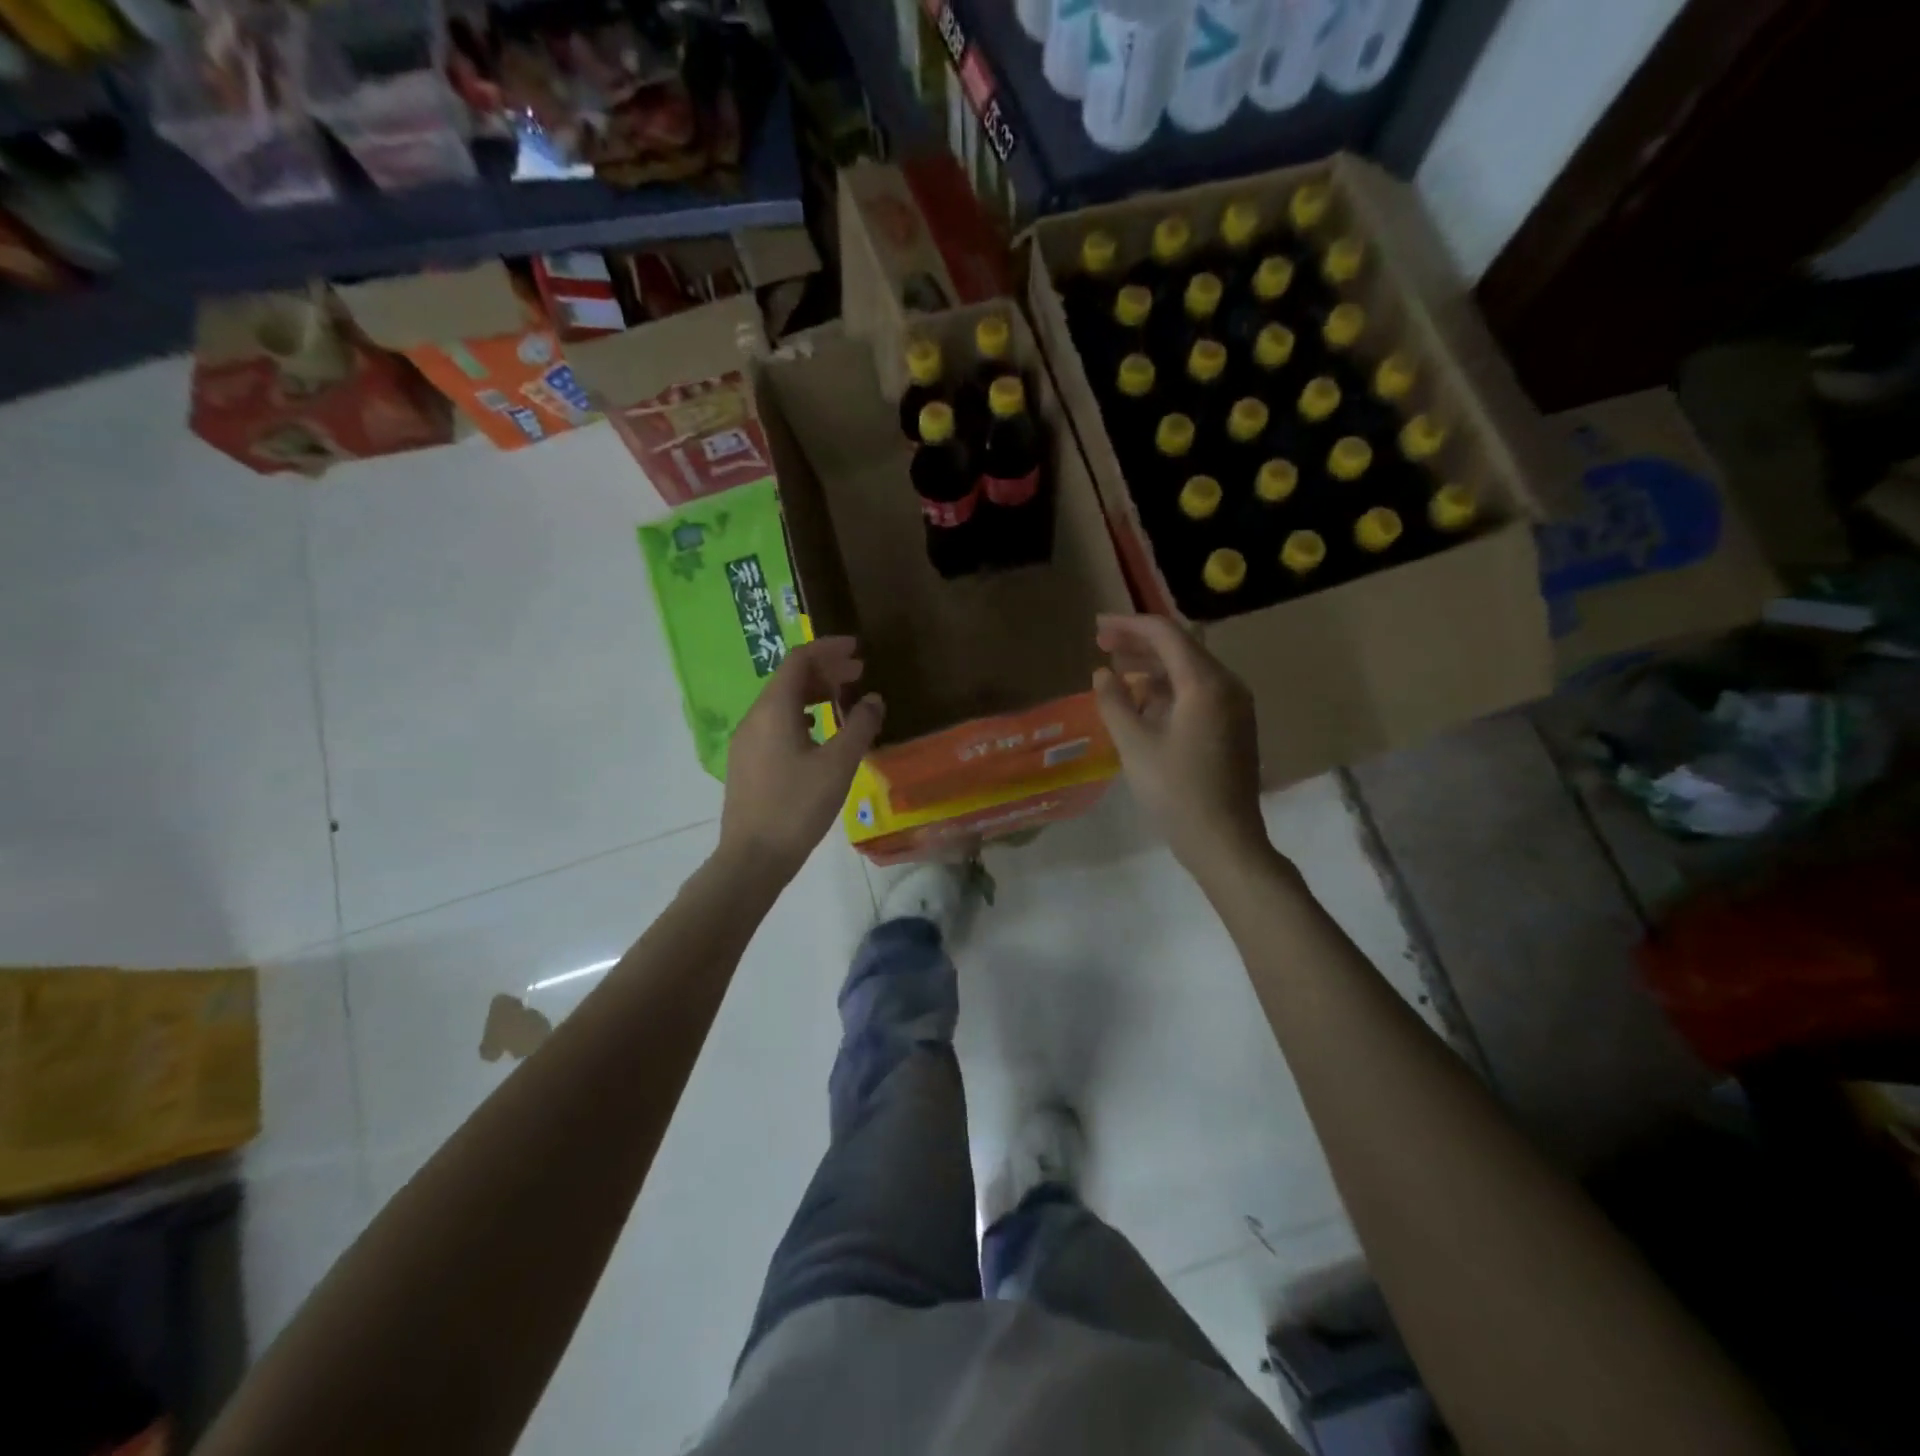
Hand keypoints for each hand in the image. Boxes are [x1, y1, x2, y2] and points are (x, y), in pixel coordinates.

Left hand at [720, 637, 883, 882]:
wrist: (752, 858)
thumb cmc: (797, 807)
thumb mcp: (838, 765)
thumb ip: (860, 727)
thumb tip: (873, 699)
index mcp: (774, 709)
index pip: (799, 660)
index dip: (828, 649)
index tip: (857, 649)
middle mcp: (754, 717)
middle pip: (789, 679)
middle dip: (825, 670)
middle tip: (859, 673)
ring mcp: (747, 741)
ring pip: (781, 702)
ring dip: (813, 694)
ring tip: (843, 700)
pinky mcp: (747, 763)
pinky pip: (776, 723)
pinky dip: (801, 715)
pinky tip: (819, 733)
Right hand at [1091, 614, 1268, 876]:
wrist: (1224, 840)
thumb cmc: (1176, 792)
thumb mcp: (1134, 746)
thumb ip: (1114, 702)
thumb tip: (1102, 674)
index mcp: (1205, 683)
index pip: (1166, 634)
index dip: (1129, 625)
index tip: (1097, 628)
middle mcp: (1227, 685)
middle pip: (1181, 647)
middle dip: (1139, 642)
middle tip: (1101, 644)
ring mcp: (1234, 706)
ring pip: (1189, 670)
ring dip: (1152, 665)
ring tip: (1116, 669)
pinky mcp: (1233, 726)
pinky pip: (1198, 692)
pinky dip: (1168, 688)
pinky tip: (1141, 701)